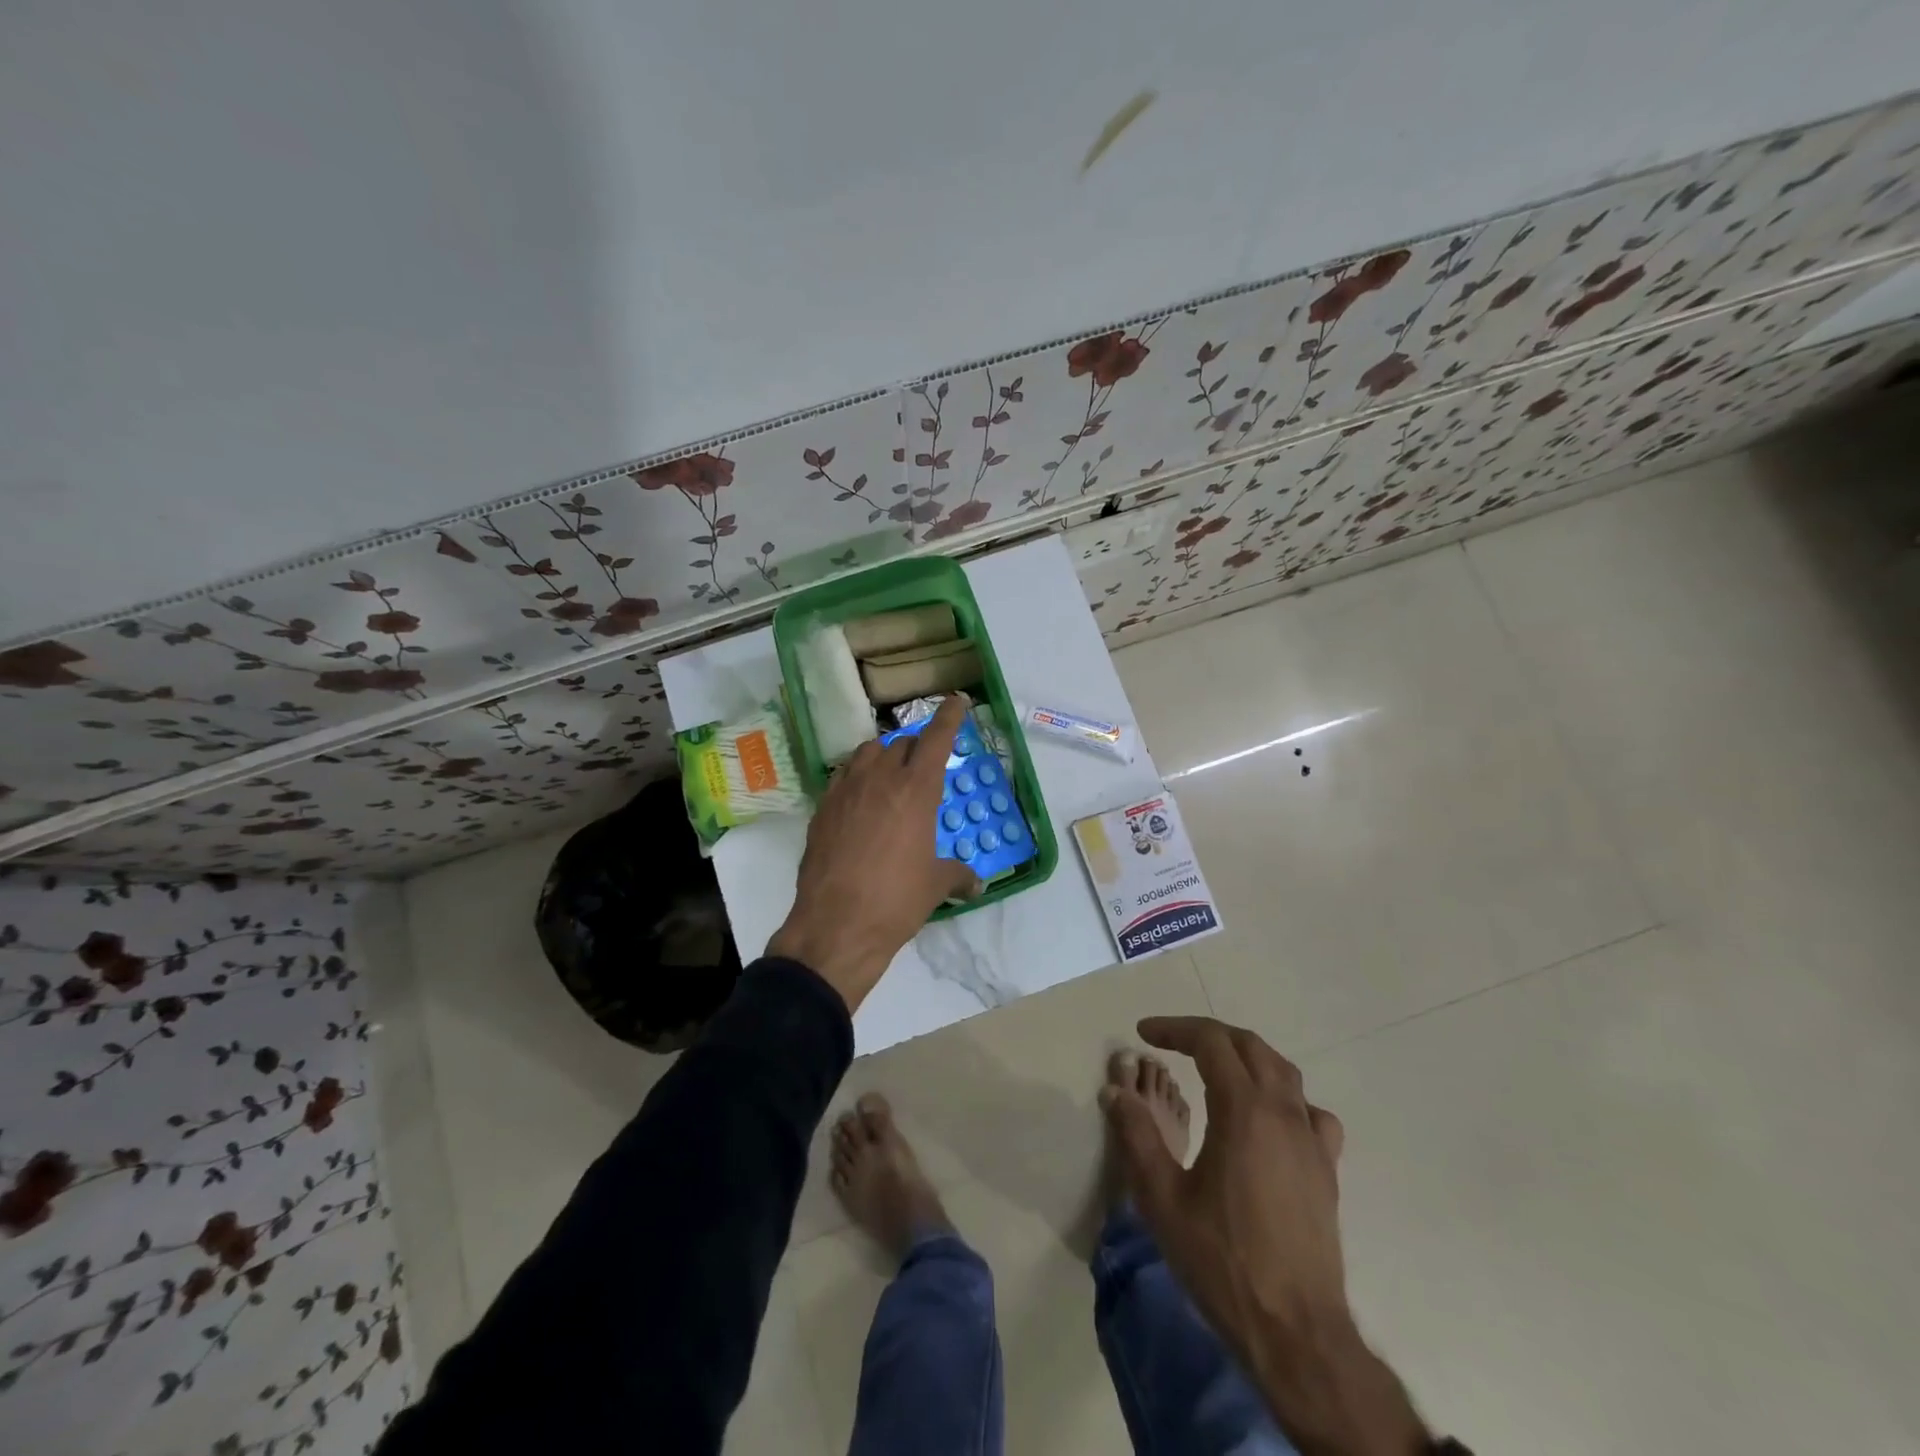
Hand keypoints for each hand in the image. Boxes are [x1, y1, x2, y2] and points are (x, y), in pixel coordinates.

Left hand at [768, 694, 980, 1010]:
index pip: (937, 738)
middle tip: (924, 766)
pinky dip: (855, 777)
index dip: (949, 715)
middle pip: (901, 743)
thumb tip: (976, 883)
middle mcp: (881, 779)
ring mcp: (846, 790)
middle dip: (917, 747)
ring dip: (883, 756)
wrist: (837, 924)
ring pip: (867, 753)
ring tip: (890, 776)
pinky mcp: (821, 808)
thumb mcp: (936, 886)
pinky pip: (842, 776)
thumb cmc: (897, 900)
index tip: (957, 699)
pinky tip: (859, 800)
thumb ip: (958, 875)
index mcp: (917, 789)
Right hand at [1103, 1016, 1428, 1455]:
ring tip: (1215, 1067)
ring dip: (1245, 1056)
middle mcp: (1283, 1113)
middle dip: (1207, 1035)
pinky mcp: (1327, 1170)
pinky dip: (1284, 1098)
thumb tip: (1115, 1090)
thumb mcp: (1162, 1199)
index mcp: (1244, 1110)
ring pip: (1283, 1072)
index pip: (1210, 1042)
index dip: (1174, 1029)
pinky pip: (1311, 1112)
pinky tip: (1269, 1118)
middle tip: (1172, 1043)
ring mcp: (1312, 1141)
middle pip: (1248, 1046)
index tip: (1144, 1033)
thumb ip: (1137, 1136)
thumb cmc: (1222, 1261)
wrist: (1296, 1333)